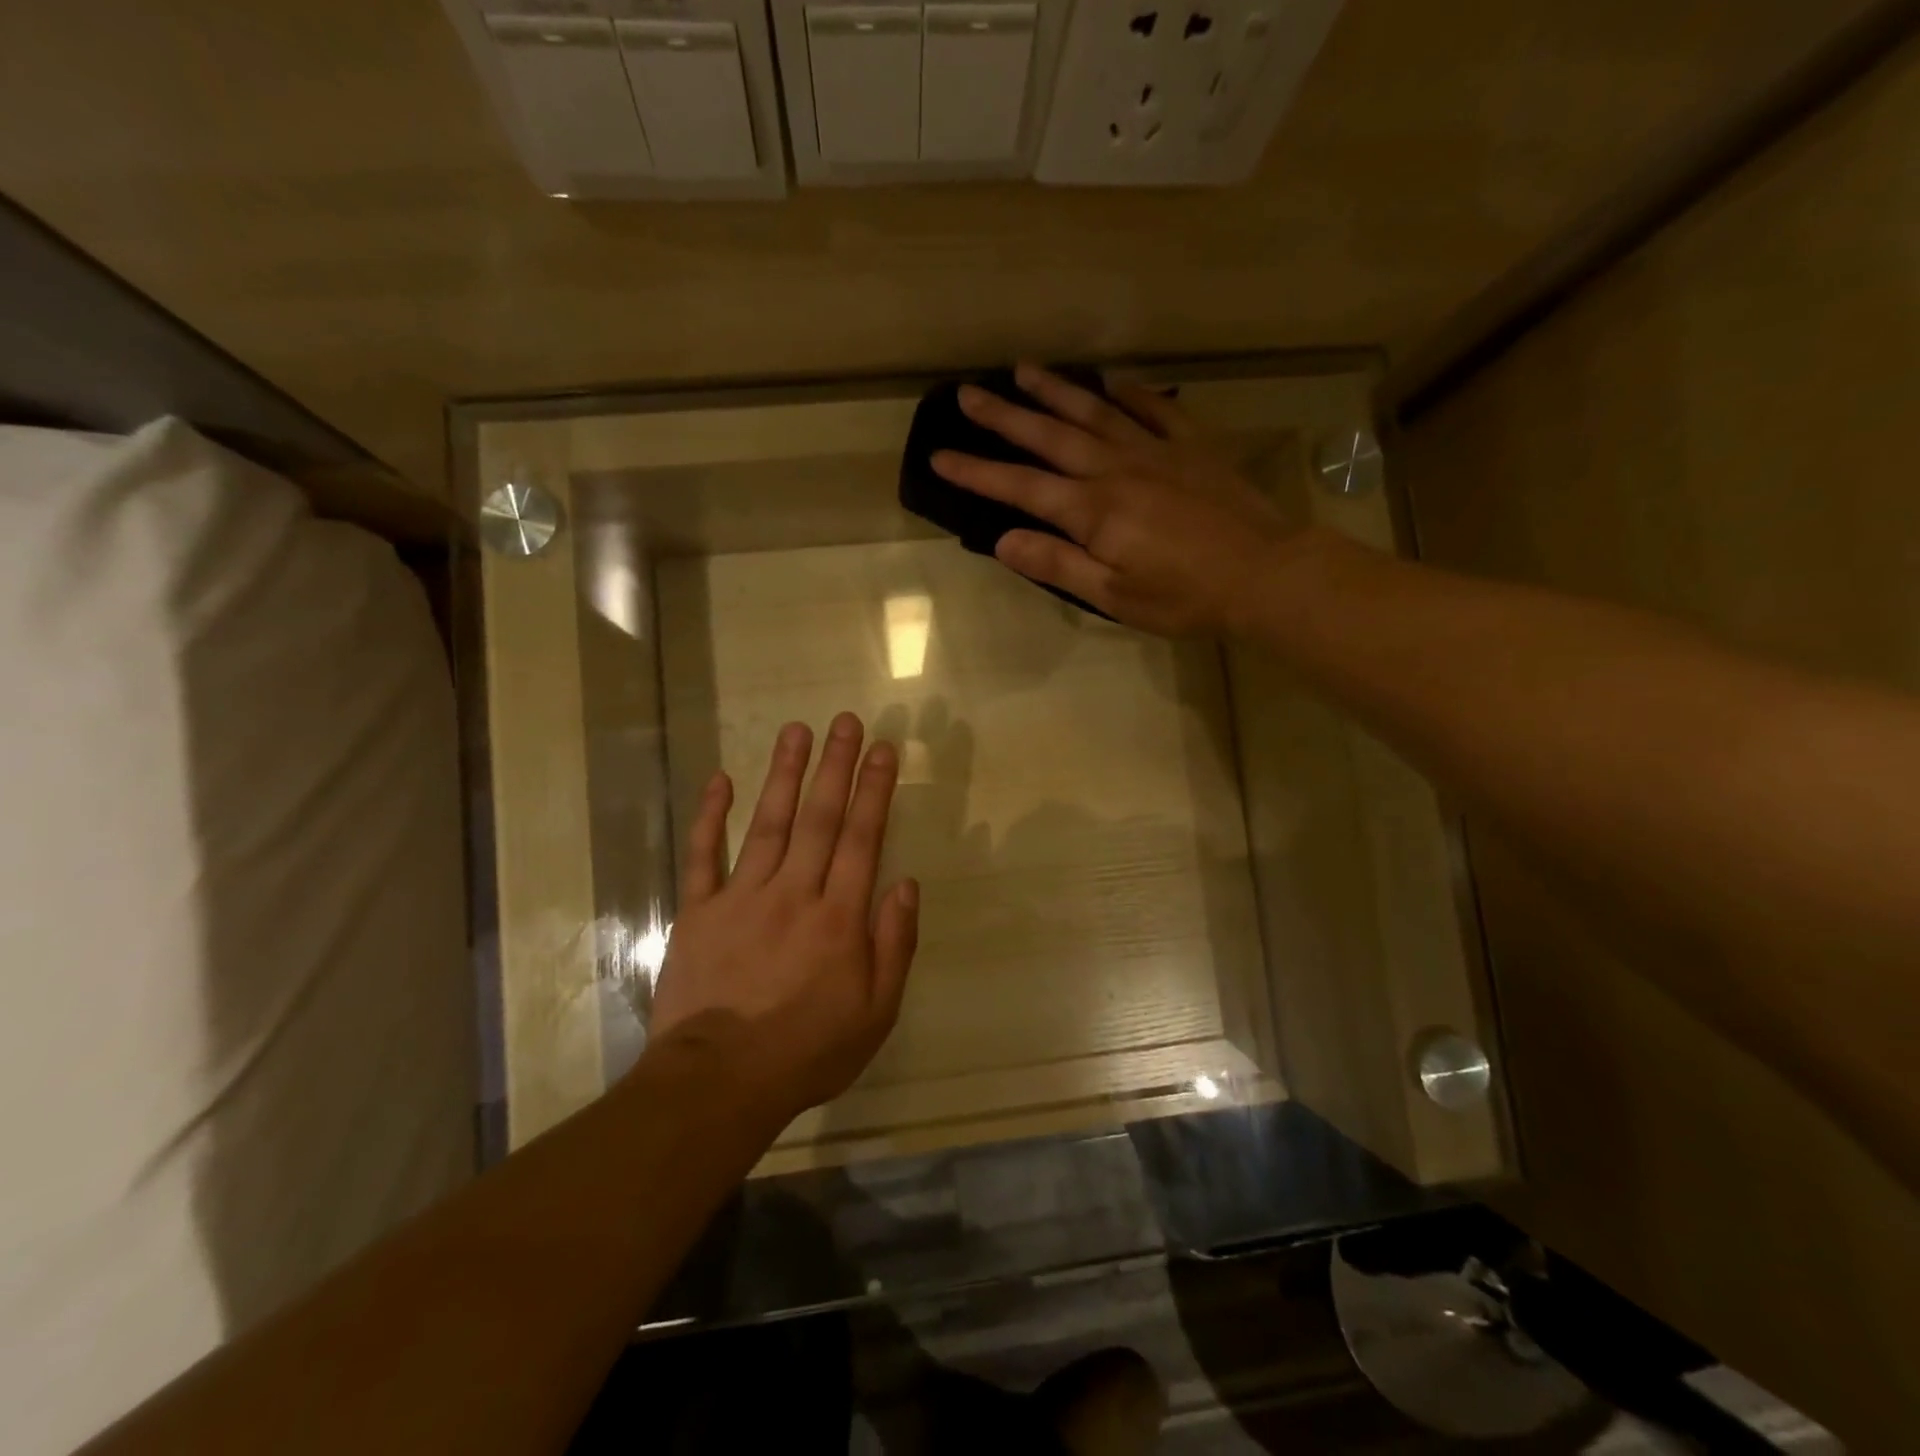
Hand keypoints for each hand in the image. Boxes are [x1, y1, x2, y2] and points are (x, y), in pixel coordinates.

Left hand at [647, 713, 918, 1128]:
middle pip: (820, 818)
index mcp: (839, 917)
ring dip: (785, 774)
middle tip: (845, 721)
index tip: (882, 749)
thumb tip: (907, 884)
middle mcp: (794, 893)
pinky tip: (720, 779)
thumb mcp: (876, 1012)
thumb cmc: (808, 1050)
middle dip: (835, 766)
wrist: (719, 1082)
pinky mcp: (699, 911)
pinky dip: (711, 816)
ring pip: (769, 824)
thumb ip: (894, 944)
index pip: (862, 839)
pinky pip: (704, 855)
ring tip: (797, 731)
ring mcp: (742, 897)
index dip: (874, 790)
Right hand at [931, 362, 1294, 636]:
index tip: (940, 455)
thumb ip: (1058, 564)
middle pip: (1050, 436)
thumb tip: (1004, 540)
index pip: (1021, 487)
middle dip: (1004, 416)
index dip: (977, 471)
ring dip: (1057, 391)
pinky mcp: (1192, 446)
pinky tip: (1112, 382)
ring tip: (1024, 370)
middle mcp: (1116, 468)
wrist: (1265, 574)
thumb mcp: (1114, 595)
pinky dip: (1130, 392)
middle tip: (968, 392)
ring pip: (1096, 412)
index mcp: (1093, 510)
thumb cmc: (1185, 597)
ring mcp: (1156, 450)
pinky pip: (1156, 408)